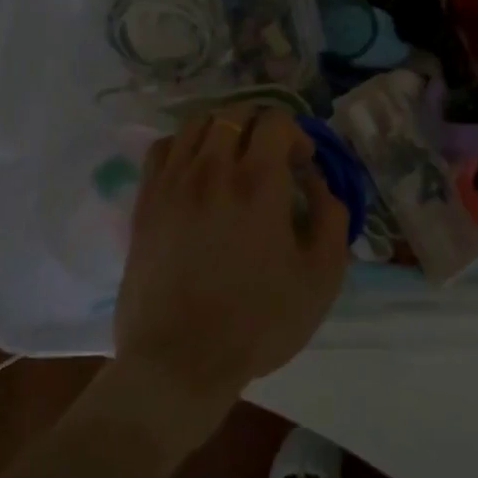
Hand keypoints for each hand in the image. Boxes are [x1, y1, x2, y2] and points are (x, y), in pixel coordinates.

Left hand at [113, 104, 349, 443]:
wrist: (179, 362)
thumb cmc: (258, 322)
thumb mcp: (321, 276)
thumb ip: (331, 217)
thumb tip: (318, 181)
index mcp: (258, 182)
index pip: (275, 120)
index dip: (295, 135)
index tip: (300, 165)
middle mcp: (212, 168)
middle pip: (235, 114)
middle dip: (260, 128)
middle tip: (270, 160)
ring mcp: (174, 183)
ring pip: (197, 124)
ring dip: (222, 131)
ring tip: (232, 160)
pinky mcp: (146, 202)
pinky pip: (163, 148)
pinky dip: (184, 146)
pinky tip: (195, 171)